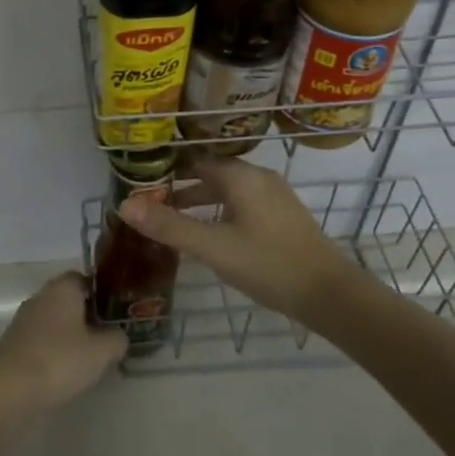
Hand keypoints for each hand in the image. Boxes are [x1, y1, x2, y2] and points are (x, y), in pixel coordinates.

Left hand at [0, 272, 127, 413]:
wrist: (7, 391)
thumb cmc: (59, 360)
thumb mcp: (101, 351)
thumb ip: (117, 339)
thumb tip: (119, 336)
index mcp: (61, 288)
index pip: (84, 278)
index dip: (101, 291)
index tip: (117, 309)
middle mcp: (40, 297)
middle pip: (68, 299)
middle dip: (88, 315)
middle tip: (109, 334)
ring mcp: (23, 321)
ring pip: (55, 321)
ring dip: (71, 334)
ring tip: (92, 356)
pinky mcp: (14, 345)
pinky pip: (42, 340)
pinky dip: (55, 350)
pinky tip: (67, 370)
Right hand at [116, 159, 353, 322]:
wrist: (329, 293)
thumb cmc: (267, 264)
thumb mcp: (213, 247)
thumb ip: (170, 226)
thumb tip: (125, 206)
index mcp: (241, 176)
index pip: (196, 162)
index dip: (169, 171)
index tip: (144, 185)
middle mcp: (259, 177)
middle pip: (213, 175)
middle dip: (183, 188)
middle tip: (154, 204)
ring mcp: (276, 196)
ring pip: (230, 191)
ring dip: (203, 202)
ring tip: (178, 222)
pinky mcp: (285, 216)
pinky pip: (244, 203)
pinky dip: (222, 211)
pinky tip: (215, 235)